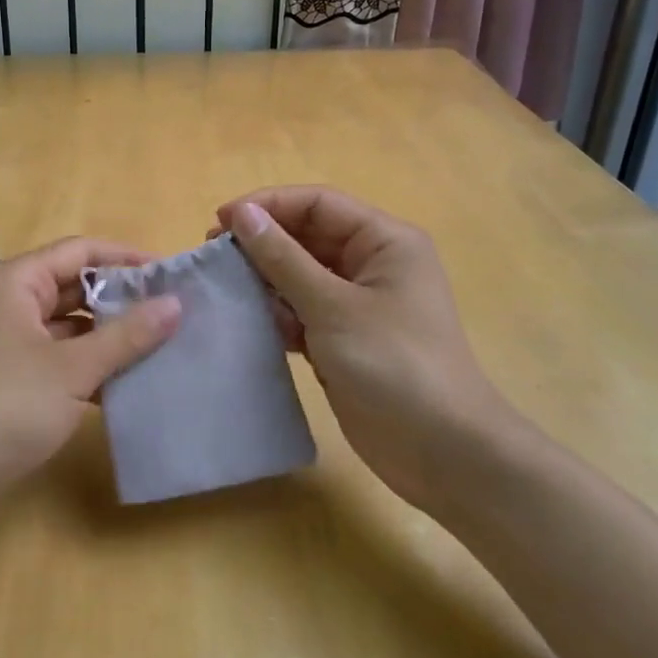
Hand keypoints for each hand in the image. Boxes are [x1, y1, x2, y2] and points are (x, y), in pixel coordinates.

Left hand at [0, 238, 180, 514]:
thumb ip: (126, 335)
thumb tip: (175, 303)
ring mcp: (5, 338)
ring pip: (67, 324)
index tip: (171, 275)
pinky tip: (124, 383)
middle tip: (173, 314)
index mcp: (17, 280)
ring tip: (160, 347)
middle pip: (74, 286)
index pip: (81, 251)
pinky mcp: (7, 374)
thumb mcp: (72, 370)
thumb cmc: (3, 406)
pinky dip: (87, 365)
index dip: (127, 258)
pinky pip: (56, 355)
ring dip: (107, 336)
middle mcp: (9, 300)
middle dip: (121, 300)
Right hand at [216, 187, 518, 514]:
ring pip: (300, 274)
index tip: (220, 222)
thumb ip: (284, 258)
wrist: (443, 453)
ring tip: (227, 290)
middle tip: (214, 256)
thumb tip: (242, 215)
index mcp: (384, 241)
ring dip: (266, 280)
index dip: (268, 205)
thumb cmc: (394, 365)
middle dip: (262, 243)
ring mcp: (358, 303)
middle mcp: (372, 263)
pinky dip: (277, 313)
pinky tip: (252, 323)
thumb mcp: (333, 306)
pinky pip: (302, 310)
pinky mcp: (344, 338)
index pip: (318, 204)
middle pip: (307, 236)